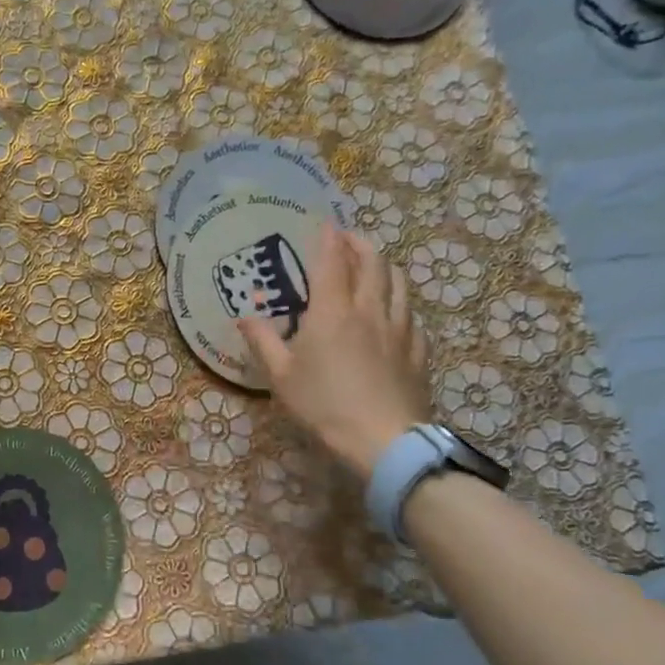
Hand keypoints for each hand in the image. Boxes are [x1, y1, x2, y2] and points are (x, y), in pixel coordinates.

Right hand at [236, 226, 431, 476]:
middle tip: (348, 238)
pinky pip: (412, 314)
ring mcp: (400, 329)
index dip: (329, 238)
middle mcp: (369, 310)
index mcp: (333, 311)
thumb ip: (263, 341)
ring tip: (374, 265)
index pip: (333, 261)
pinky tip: (395, 311)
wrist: (385, 442)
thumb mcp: (281, 376)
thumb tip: (245, 316)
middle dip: (360, 243)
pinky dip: (400, 301)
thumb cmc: (324, 405)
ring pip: (399, 283)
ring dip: (385, 266)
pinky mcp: (419, 351)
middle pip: (373, 263)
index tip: (325, 222)